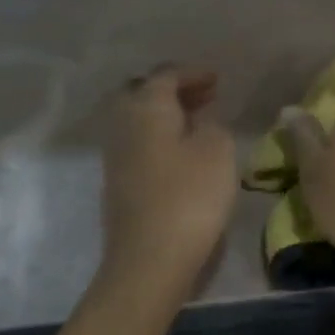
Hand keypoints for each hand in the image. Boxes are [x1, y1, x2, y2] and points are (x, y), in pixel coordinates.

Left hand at [100, 65, 236, 297]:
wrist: (149, 260)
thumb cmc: (190, 197)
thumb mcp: (218, 150)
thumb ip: (213, 125)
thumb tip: (201, 121)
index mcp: (146, 107)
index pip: (166, 75)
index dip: (193, 73)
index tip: (218, 79)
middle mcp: (123, 125)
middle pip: (142, 93)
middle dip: (173, 90)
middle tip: (205, 97)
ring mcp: (116, 156)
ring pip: (138, 120)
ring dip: (166, 115)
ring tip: (198, 123)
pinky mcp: (118, 184)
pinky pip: (138, 144)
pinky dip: (160, 137)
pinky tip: (183, 153)